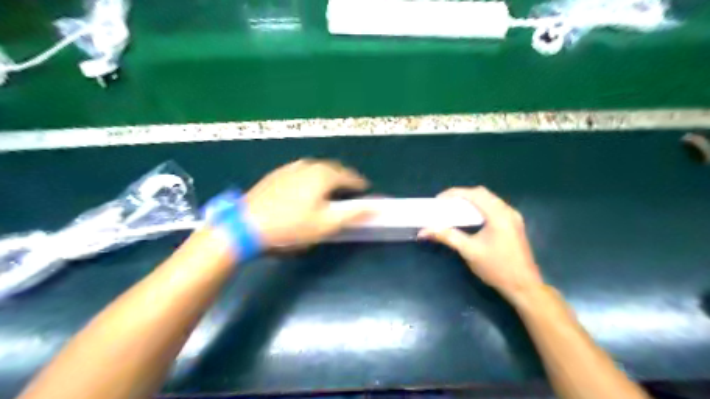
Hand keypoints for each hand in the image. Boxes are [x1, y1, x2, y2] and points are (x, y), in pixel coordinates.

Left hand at [246, 159, 371, 249]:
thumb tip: (377, 205)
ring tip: (329, 189)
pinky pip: (300, 172)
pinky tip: (304, 188)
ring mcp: (289, 168)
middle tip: (349, 189)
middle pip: (332, 169)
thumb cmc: (291, 226)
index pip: (348, 176)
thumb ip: (354, 213)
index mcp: (322, 175)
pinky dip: (309, 178)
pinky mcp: (275, 175)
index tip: (365, 190)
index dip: (359, 183)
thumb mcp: (326, 224)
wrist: (246, 226)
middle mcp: (307, 165)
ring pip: (315, 169)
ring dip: (326, 177)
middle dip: (343, 178)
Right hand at [420, 187, 544, 299]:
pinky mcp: (513, 225)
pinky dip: (479, 208)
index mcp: (499, 215)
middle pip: (482, 194)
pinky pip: (494, 208)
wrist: (524, 287)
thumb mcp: (469, 251)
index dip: (454, 193)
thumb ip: (447, 236)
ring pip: (489, 200)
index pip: (474, 194)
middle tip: (444, 204)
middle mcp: (508, 211)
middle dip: (462, 195)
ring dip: (471, 201)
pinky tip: (470, 218)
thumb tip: (424, 231)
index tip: (438, 200)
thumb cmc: (496, 268)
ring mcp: (513, 218)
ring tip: (453, 209)